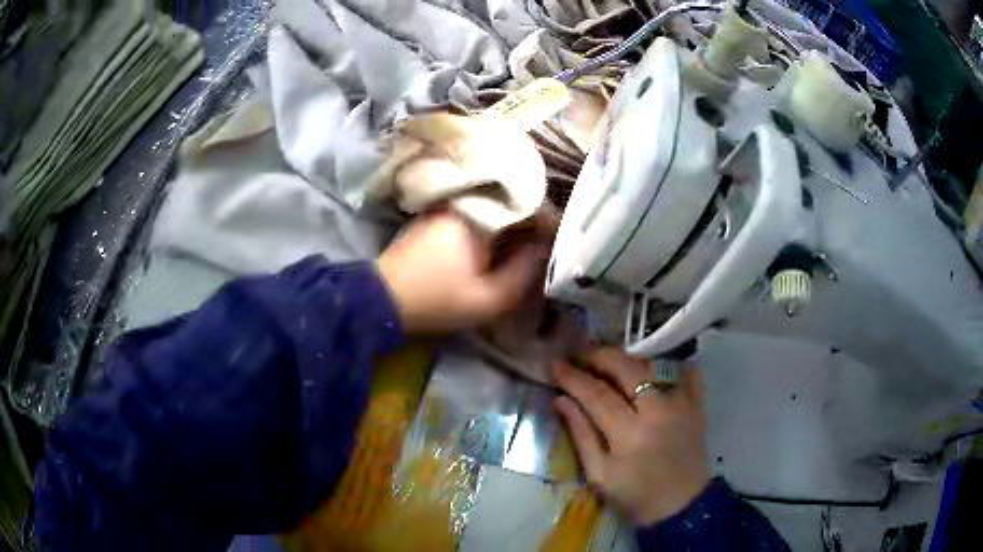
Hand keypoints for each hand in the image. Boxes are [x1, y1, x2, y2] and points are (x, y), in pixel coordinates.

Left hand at [378, 211, 548, 332]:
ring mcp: (450, 204)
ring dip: (514, 223)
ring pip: (496, 207)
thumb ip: (526, 272)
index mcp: (483, 214)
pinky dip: (494, 225)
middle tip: (548, 247)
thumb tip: (546, 250)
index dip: (552, 224)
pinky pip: (477, 212)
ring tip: (529, 246)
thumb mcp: (491, 298)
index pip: (532, 206)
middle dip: (534, 223)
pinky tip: (500, 244)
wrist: (383, 298)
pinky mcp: (438, 214)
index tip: (563, 243)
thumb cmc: (438, 300)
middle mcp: (467, 199)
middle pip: (514, 202)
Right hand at [553, 348, 710, 525]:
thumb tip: (561, 400)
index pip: (596, 394)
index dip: (573, 376)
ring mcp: (681, 404)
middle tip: (580, 355)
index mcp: (629, 433)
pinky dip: (673, 364)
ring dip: (628, 359)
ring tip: (610, 362)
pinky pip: (688, 374)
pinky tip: (656, 365)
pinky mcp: (698, 406)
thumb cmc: (635, 495)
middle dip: (599, 356)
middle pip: (626, 368)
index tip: (556, 364)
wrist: (681, 506)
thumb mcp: (599, 474)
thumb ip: (581, 434)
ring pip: (653, 366)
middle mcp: (658, 411)